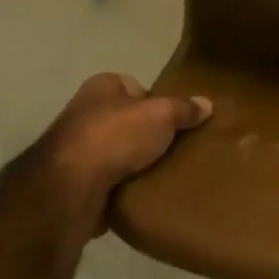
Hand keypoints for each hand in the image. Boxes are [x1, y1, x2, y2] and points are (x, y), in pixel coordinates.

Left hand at [39, 72, 211, 190]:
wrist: (70, 188)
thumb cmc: (116, 136)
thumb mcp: (162, 115)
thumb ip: (184, 109)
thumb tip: (207, 104)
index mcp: (102, 86)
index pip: (136, 86)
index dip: (158, 101)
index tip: (176, 120)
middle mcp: (85, 112)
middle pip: (127, 120)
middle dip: (148, 134)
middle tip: (175, 147)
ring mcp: (76, 149)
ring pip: (118, 152)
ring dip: (136, 163)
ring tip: (164, 171)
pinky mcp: (75, 182)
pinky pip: (109, 180)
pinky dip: (124, 186)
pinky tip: (144, 192)